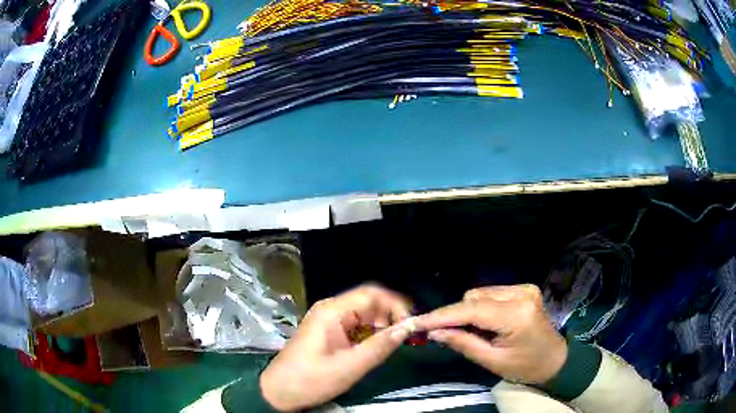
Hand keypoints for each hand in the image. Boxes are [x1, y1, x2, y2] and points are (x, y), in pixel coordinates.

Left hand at [260, 284, 413, 410]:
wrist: (279, 392)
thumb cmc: (311, 379)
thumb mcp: (349, 367)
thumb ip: (380, 347)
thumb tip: (407, 328)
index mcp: (332, 312)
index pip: (371, 294)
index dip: (395, 304)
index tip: (410, 324)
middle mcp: (330, 310)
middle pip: (368, 303)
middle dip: (389, 316)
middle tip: (403, 338)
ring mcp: (328, 321)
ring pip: (363, 315)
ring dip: (380, 326)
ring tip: (390, 345)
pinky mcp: (328, 332)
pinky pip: (355, 326)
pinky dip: (369, 334)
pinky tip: (374, 348)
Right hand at [413, 284, 566, 384]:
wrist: (555, 359)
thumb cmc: (525, 366)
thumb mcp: (493, 362)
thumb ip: (463, 343)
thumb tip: (434, 332)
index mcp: (516, 314)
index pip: (471, 310)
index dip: (442, 316)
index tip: (417, 322)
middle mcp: (521, 293)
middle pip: (473, 297)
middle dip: (456, 316)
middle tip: (447, 335)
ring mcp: (524, 288)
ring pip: (480, 293)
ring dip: (469, 311)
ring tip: (474, 332)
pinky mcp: (524, 288)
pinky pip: (491, 293)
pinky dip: (481, 308)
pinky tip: (485, 323)